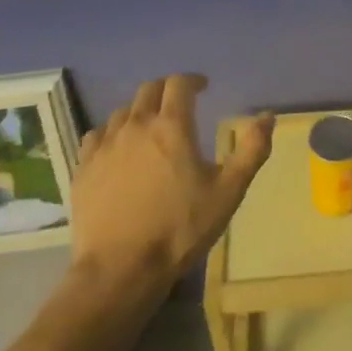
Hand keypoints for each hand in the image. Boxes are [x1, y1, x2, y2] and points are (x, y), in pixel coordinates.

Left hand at [69, 74, 272, 293]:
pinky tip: (117, 149)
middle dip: (166, 90)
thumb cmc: (180, 229)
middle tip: (179, 103)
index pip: (179, 84)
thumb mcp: (228, 192)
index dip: (192, 80)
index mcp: (171, 126)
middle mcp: (136, 126)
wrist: (120, 270)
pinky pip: (97, 136)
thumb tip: (268, 116)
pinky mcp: (83, 168)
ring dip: (140, 112)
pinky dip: (111, 133)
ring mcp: (105, 146)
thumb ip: (252, 150)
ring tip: (150, 128)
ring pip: (123, 112)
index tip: (202, 87)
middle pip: (149, 90)